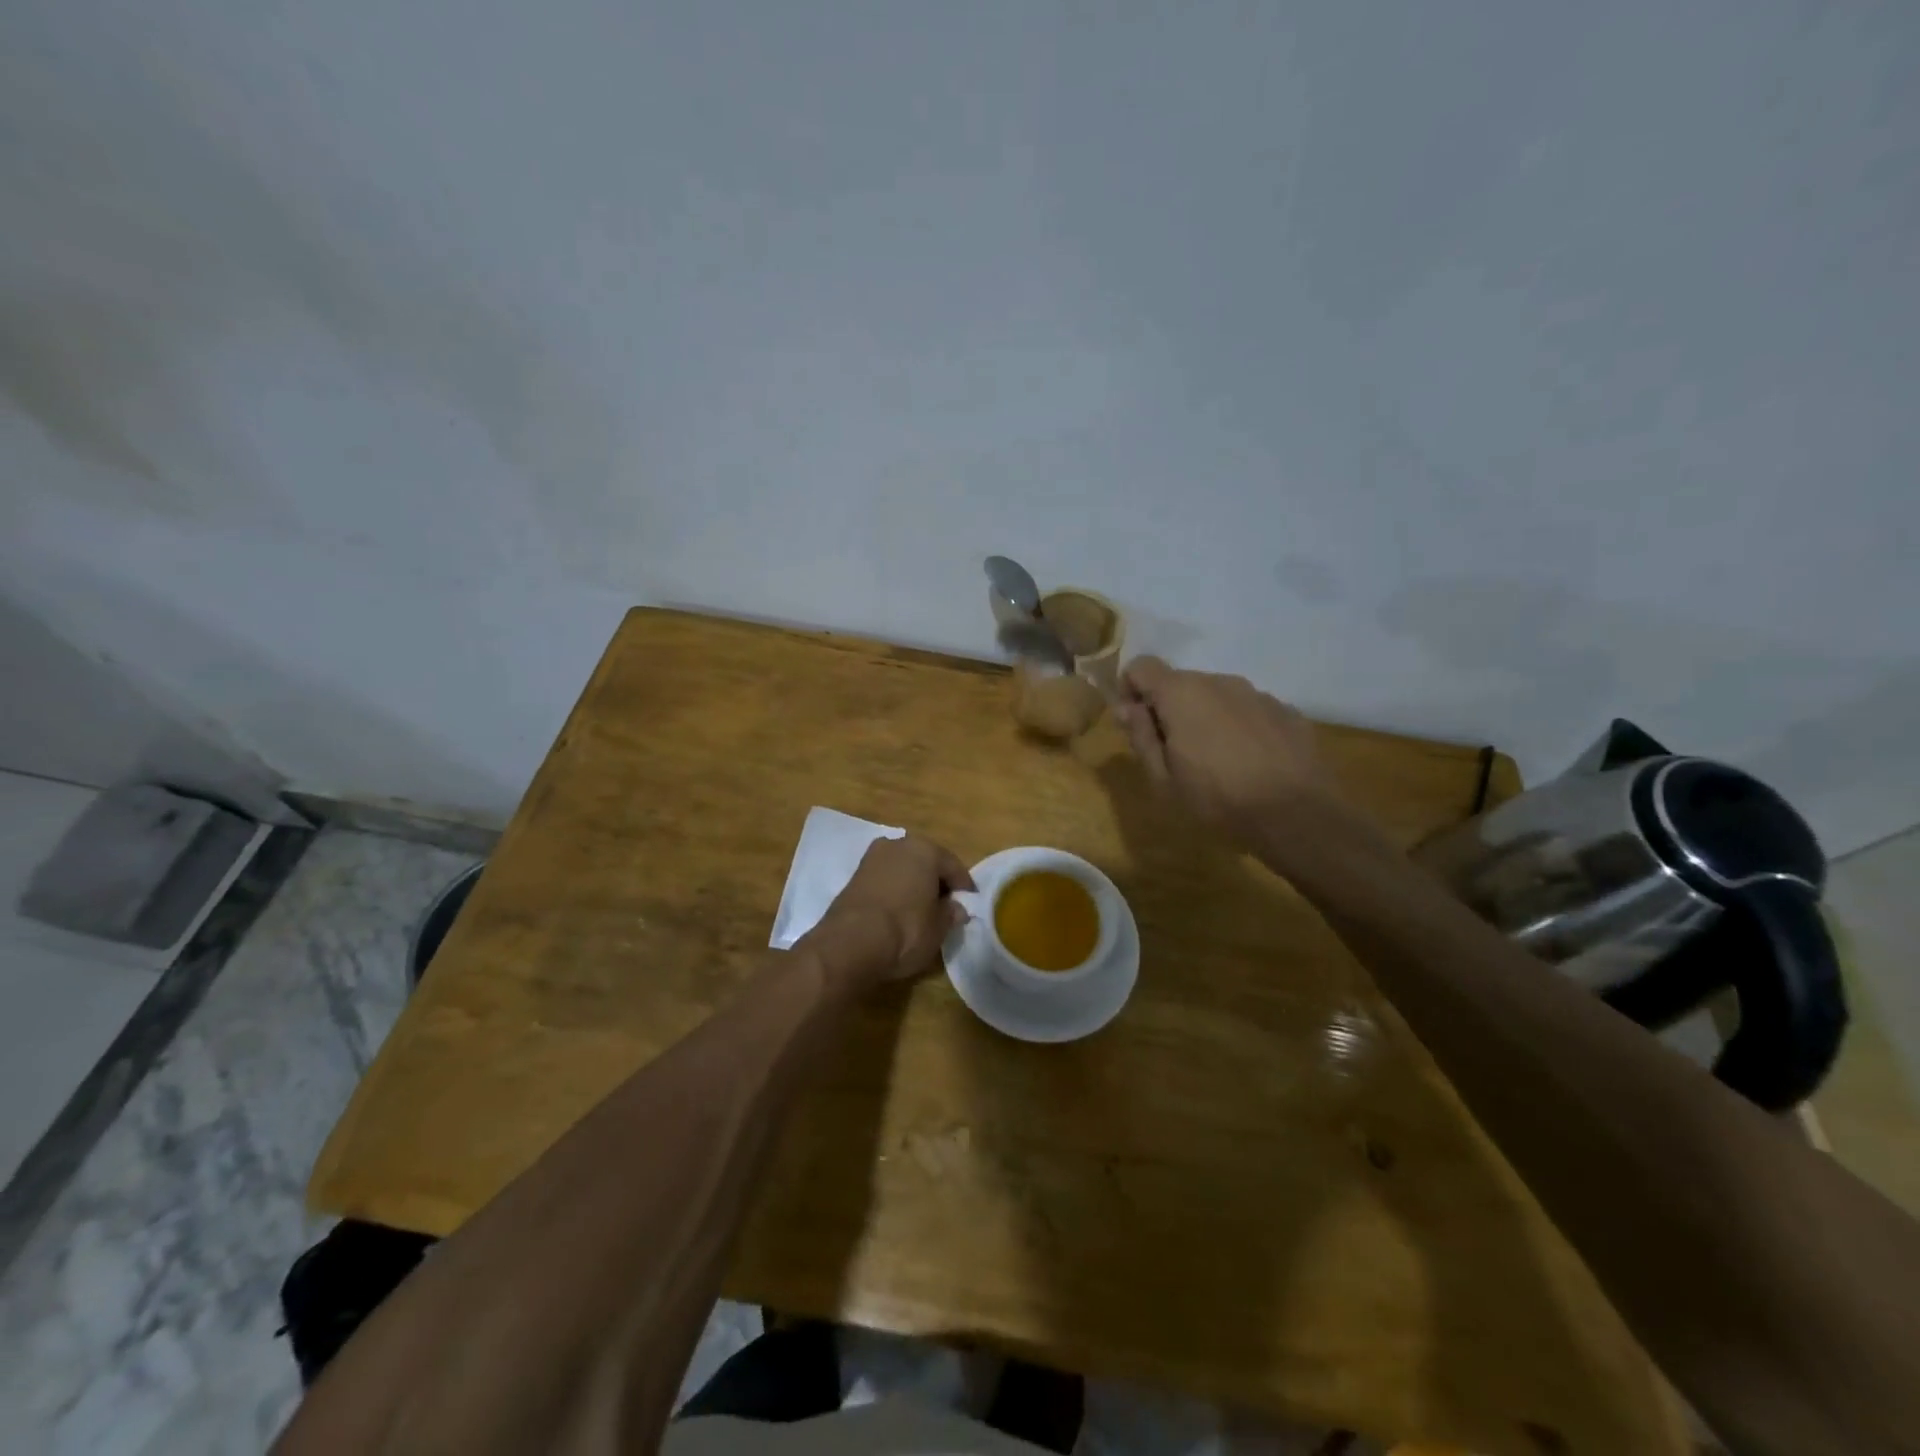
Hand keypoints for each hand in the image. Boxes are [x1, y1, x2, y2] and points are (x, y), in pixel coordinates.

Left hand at [805, 834, 975, 994]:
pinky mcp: (853, 876)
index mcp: (925, 849)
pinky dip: (893, 891)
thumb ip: (950, 914)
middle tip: (946, 905)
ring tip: (920, 910)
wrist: (850, 943)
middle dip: (936, 881)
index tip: (970, 903)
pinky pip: (884, 880)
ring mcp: (872, 858)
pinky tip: (897, 911)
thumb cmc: (906, 930)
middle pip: (925, 862)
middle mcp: (898, 844)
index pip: (953, 866)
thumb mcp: (938, 928)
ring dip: (912, 884)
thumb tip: (956, 909)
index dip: (964, 886)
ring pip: (902, 869)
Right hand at [1115, 655, 1334, 839]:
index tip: (1135, 724)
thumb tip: (1126, 709)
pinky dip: (1239, 727)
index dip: (1130, 690)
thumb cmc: (1217, 797)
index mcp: (1181, 693)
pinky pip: (1248, 710)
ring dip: (1206, 718)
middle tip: (1174, 753)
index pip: (1141, 666)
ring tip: (1217, 761)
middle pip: (1180, 683)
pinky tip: (1250, 762)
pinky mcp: (1285, 710)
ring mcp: (1256, 693)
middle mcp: (1218, 681)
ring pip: (1216, 696)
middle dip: (1170, 709)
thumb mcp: (1163, 778)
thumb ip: (1140, 736)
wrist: (1296, 813)